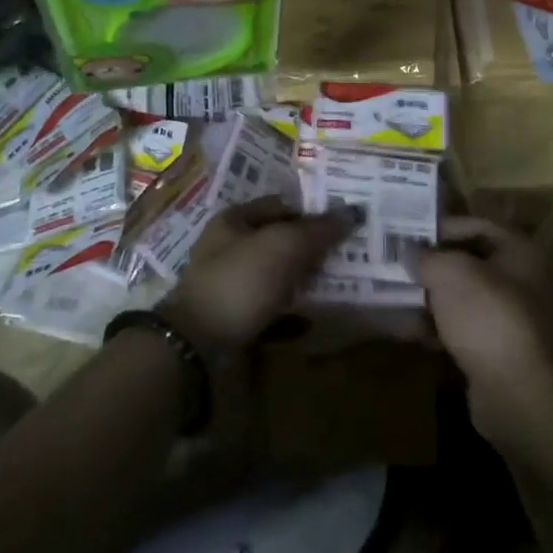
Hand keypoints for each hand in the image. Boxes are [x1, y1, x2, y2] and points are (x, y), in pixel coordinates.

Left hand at [160, 197, 356, 349]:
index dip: (313, 211)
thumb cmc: (241, 281)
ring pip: (278, 276)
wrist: (199, 347)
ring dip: (305, 281)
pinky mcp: (236, 319)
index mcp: (234, 220)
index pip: (281, 205)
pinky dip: (293, 312)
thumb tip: (353, 212)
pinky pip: (272, 310)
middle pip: (280, 241)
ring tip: (341, 285)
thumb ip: (319, 229)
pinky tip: (315, 318)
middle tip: (350, 254)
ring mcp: (231, 286)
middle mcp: (230, 248)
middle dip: (312, 248)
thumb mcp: (284, 246)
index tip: (345, 223)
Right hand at [410, 218, 552, 437]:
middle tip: (395, 264)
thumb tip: (410, 253)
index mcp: (520, 252)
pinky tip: (406, 331)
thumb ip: (427, 257)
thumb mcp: (450, 273)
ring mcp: (511, 320)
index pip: (477, 226)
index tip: (406, 234)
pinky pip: (461, 330)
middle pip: (468, 263)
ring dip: (428, 298)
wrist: (521, 398)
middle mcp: (522, 282)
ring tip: (392, 296)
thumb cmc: (489, 318)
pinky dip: (436, 328)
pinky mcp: (498, 353)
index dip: (441, 227)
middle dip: (430, 265)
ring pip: (462, 298)